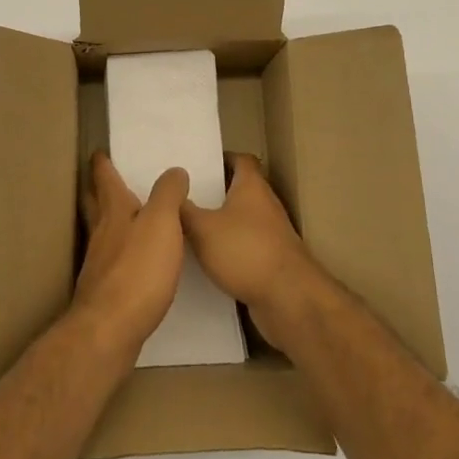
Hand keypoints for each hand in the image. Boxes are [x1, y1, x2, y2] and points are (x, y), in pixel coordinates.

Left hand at [72, 152, 187, 359]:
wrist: (110, 330)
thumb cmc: (138, 270)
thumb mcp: (162, 223)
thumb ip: (168, 194)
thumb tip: (174, 171)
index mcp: (114, 211)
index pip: (104, 178)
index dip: (102, 164)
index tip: (100, 152)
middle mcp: (101, 233)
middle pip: (95, 204)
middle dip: (98, 190)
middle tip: (104, 180)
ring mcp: (99, 264)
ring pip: (101, 232)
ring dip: (109, 222)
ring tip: (125, 219)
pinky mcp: (104, 292)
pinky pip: (111, 261)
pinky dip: (119, 253)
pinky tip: (133, 262)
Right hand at [181, 153, 318, 351]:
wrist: (289, 300)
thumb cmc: (245, 251)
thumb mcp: (203, 228)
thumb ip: (184, 210)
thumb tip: (170, 192)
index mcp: (252, 186)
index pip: (239, 159)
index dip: (220, 159)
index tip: (196, 167)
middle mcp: (265, 205)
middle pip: (239, 190)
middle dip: (213, 194)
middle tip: (183, 198)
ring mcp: (271, 235)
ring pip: (240, 221)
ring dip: (219, 224)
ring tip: (187, 229)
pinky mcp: (271, 262)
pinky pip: (244, 248)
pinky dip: (228, 251)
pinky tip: (204, 262)